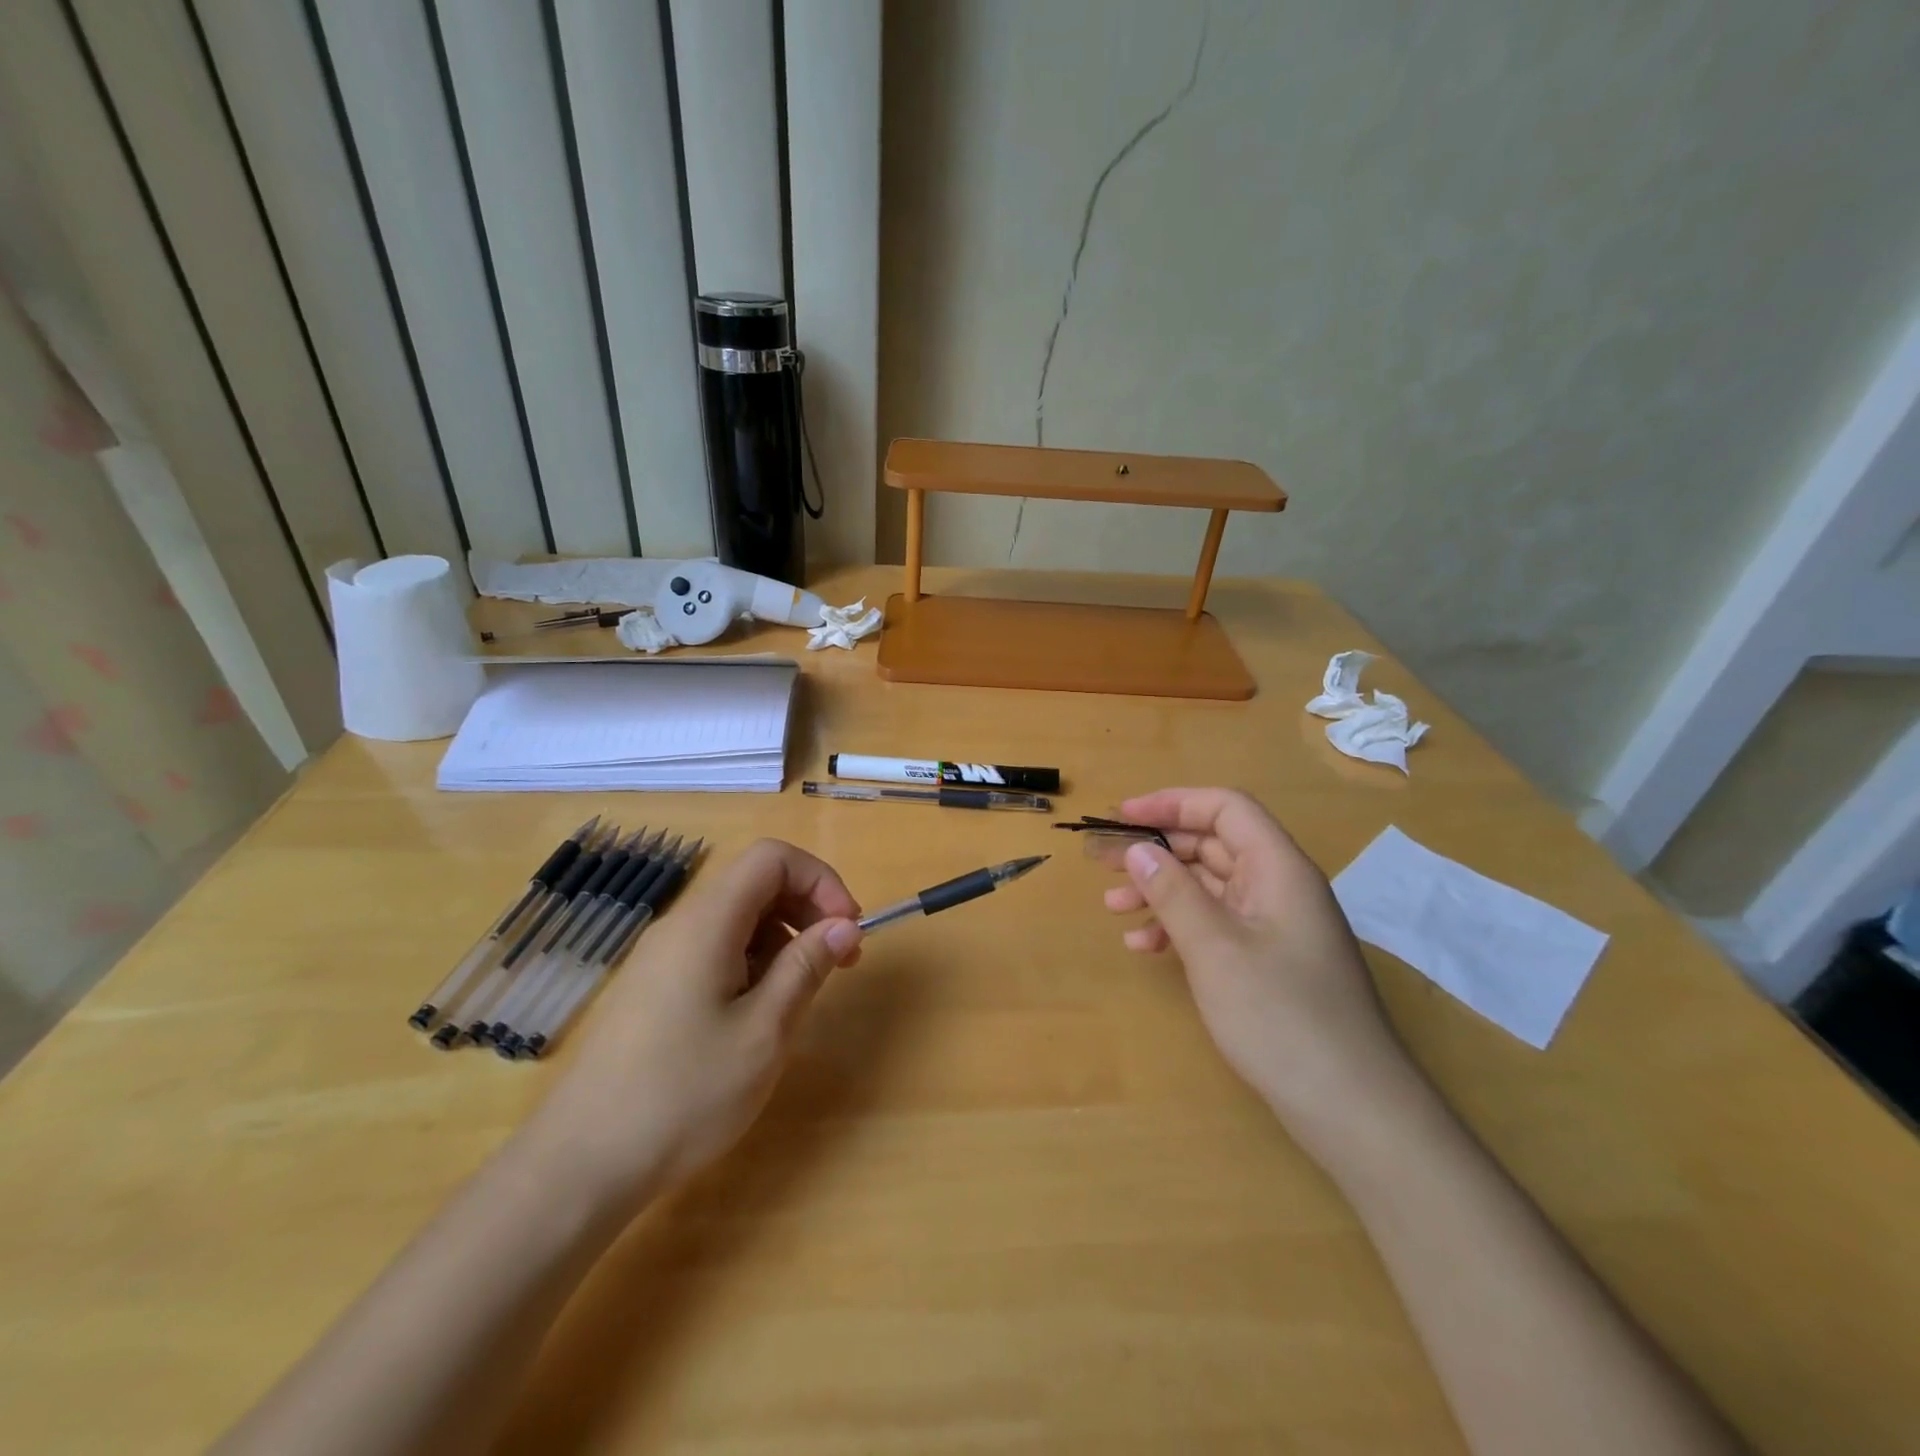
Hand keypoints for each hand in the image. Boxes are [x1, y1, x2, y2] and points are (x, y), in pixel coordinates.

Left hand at [522, 839, 863, 1211]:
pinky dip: (752, 964)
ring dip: (782, 940)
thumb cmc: (684, 1094)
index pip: (772, 858)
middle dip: (807, 908)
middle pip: (755, 883)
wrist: (580, 1165)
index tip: (846, 928)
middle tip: (840, 962)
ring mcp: (661, 957)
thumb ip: (806, 966)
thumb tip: (844, 924)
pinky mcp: (653, 988)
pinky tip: (756, 1017)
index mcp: (708, 923)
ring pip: (737, 919)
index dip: (819, 879)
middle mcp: (681, 926)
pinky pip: (715, 950)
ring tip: (798, 997)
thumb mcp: (764, 1031)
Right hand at [1102, 788, 1413, 1141]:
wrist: (1351, 1108)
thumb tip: (1138, 849)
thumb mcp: (1215, 948)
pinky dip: (1179, 928)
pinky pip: (1217, 925)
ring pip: (1210, 887)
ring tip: (1114, 907)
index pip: (1225, 808)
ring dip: (1161, 891)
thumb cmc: (1281, 1015)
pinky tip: (1145, 948)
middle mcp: (1279, 887)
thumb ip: (1173, 892)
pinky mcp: (1269, 961)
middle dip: (1158, 850)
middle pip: (1213, 845)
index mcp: (1278, 868)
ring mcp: (1275, 926)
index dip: (1172, 803)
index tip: (1123, 816)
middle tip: (1105, 863)